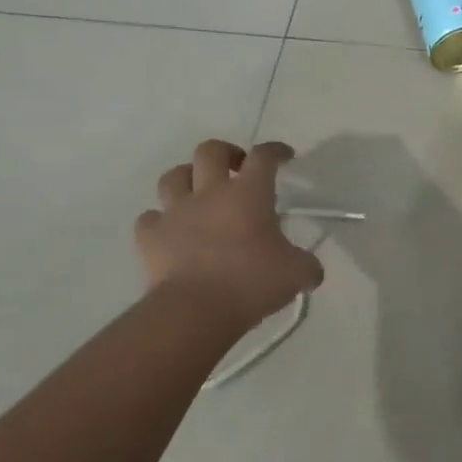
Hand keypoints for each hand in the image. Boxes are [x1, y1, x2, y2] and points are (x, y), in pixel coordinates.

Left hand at [135, 140, 323, 328]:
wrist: (194, 311)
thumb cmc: (251, 283)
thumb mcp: (297, 274)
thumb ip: (308, 266)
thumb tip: (312, 272)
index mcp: (249, 194)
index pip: (263, 156)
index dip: (275, 151)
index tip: (284, 156)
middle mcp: (210, 193)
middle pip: (210, 151)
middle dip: (226, 153)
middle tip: (238, 169)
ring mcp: (175, 213)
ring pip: (173, 176)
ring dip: (187, 178)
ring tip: (199, 193)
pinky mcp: (149, 237)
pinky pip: (150, 218)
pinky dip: (160, 220)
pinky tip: (171, 231)